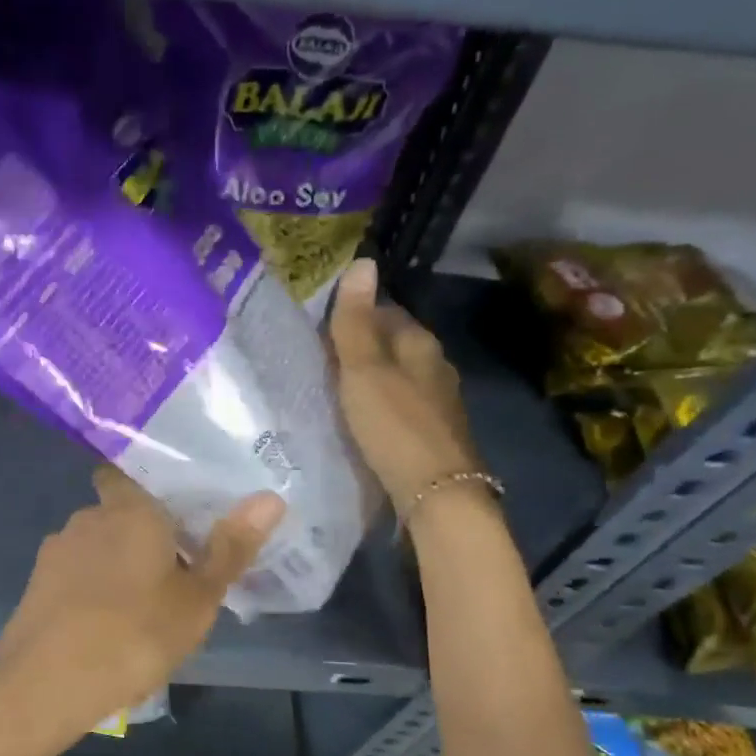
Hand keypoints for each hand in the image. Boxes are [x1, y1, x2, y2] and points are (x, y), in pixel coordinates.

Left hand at [0, 469, 284, 735]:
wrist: (43, 685)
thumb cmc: (132, 635)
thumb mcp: (196, 599)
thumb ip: (230, 547)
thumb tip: (270, 497)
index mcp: (129, 509)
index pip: (130, 471)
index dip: (151, 485)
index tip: (176, 508)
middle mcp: (87, 517)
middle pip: (118, 511)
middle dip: (141, 531)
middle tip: (176, 565)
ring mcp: (56, 550)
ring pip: (96, 544)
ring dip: (116, 561)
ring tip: (142, 601)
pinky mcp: (36, 584)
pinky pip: (75, 573)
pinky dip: (92, 587)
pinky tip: (105, 622)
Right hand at [330, 257, 481, 512]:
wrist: (436, 493)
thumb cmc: (395, 426)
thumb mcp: (364, 371)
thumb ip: (356, 322)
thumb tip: (362, 261)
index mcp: (421, 343)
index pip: (385, 312)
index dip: (353, 313)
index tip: (319, 325)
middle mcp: (435, 366)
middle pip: (392, 344)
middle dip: (360, 346)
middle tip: (317, 356)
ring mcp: (437, 402)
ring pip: (396, 376)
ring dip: (369, 377)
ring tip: (332, 386)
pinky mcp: (432, 433)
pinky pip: (398, 405)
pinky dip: (378, 404)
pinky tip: (359, 418)